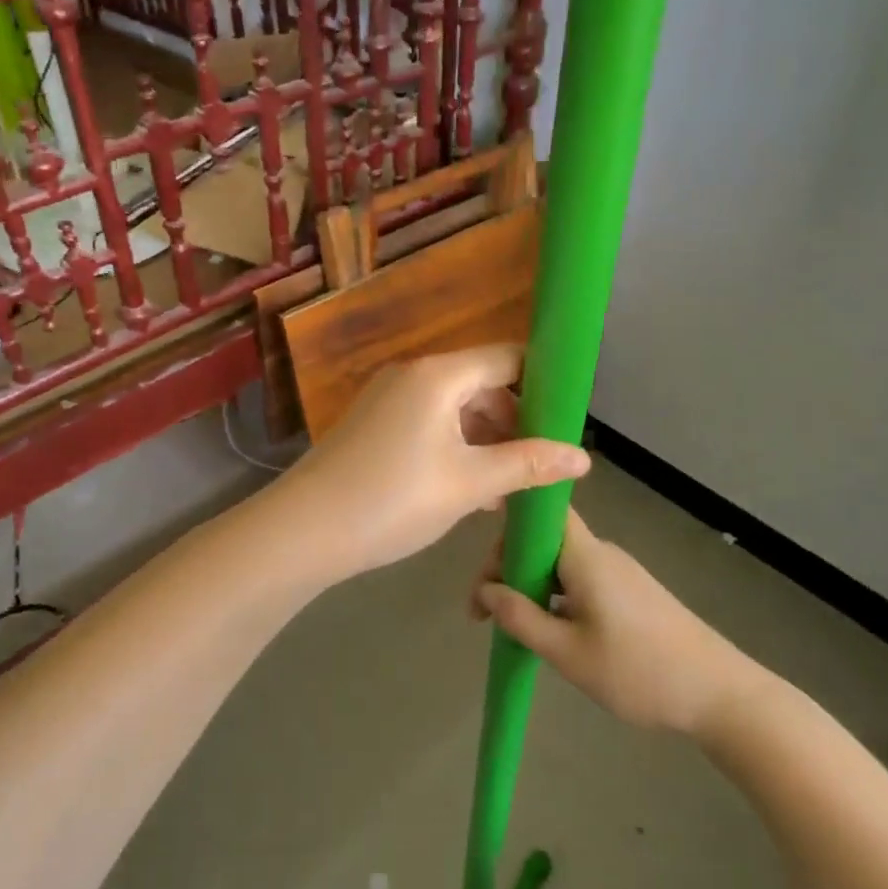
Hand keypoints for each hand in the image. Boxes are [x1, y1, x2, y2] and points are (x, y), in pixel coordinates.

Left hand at [273, 345, 589, 583]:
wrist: (303, 530)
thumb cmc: (393, 500)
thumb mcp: (469, 484)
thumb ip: (528, 465)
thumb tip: (584, 457)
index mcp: (439, 375)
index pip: (507, 358)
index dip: (543, 383)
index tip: (568, 419)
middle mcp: (413, 375)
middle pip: (481, 383)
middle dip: (516, 420)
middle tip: (541, 462)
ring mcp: (388, 399)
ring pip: (455, 408)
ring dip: (486, 440)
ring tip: (511, 486)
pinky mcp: (373, 424)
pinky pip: (429, 424)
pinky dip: (455, 447)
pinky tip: (471, 489)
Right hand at [473, 510, 774, 736]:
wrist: (720, 694)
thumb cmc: (639, 671)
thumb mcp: (568, 653)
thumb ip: (521, 618)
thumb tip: (486, 590)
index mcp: (586, 556)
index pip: (540, 514)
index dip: (507, 531)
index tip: (485, 575)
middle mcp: (601, 553)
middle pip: (543, 540)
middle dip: (508, 569)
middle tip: (486, 616)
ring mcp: (619, 573)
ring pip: (559, 563)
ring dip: (530, 587)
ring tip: (512, 628)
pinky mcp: (631, 593)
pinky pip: (579, 580)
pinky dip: (554, 597)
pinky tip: (549, 631)